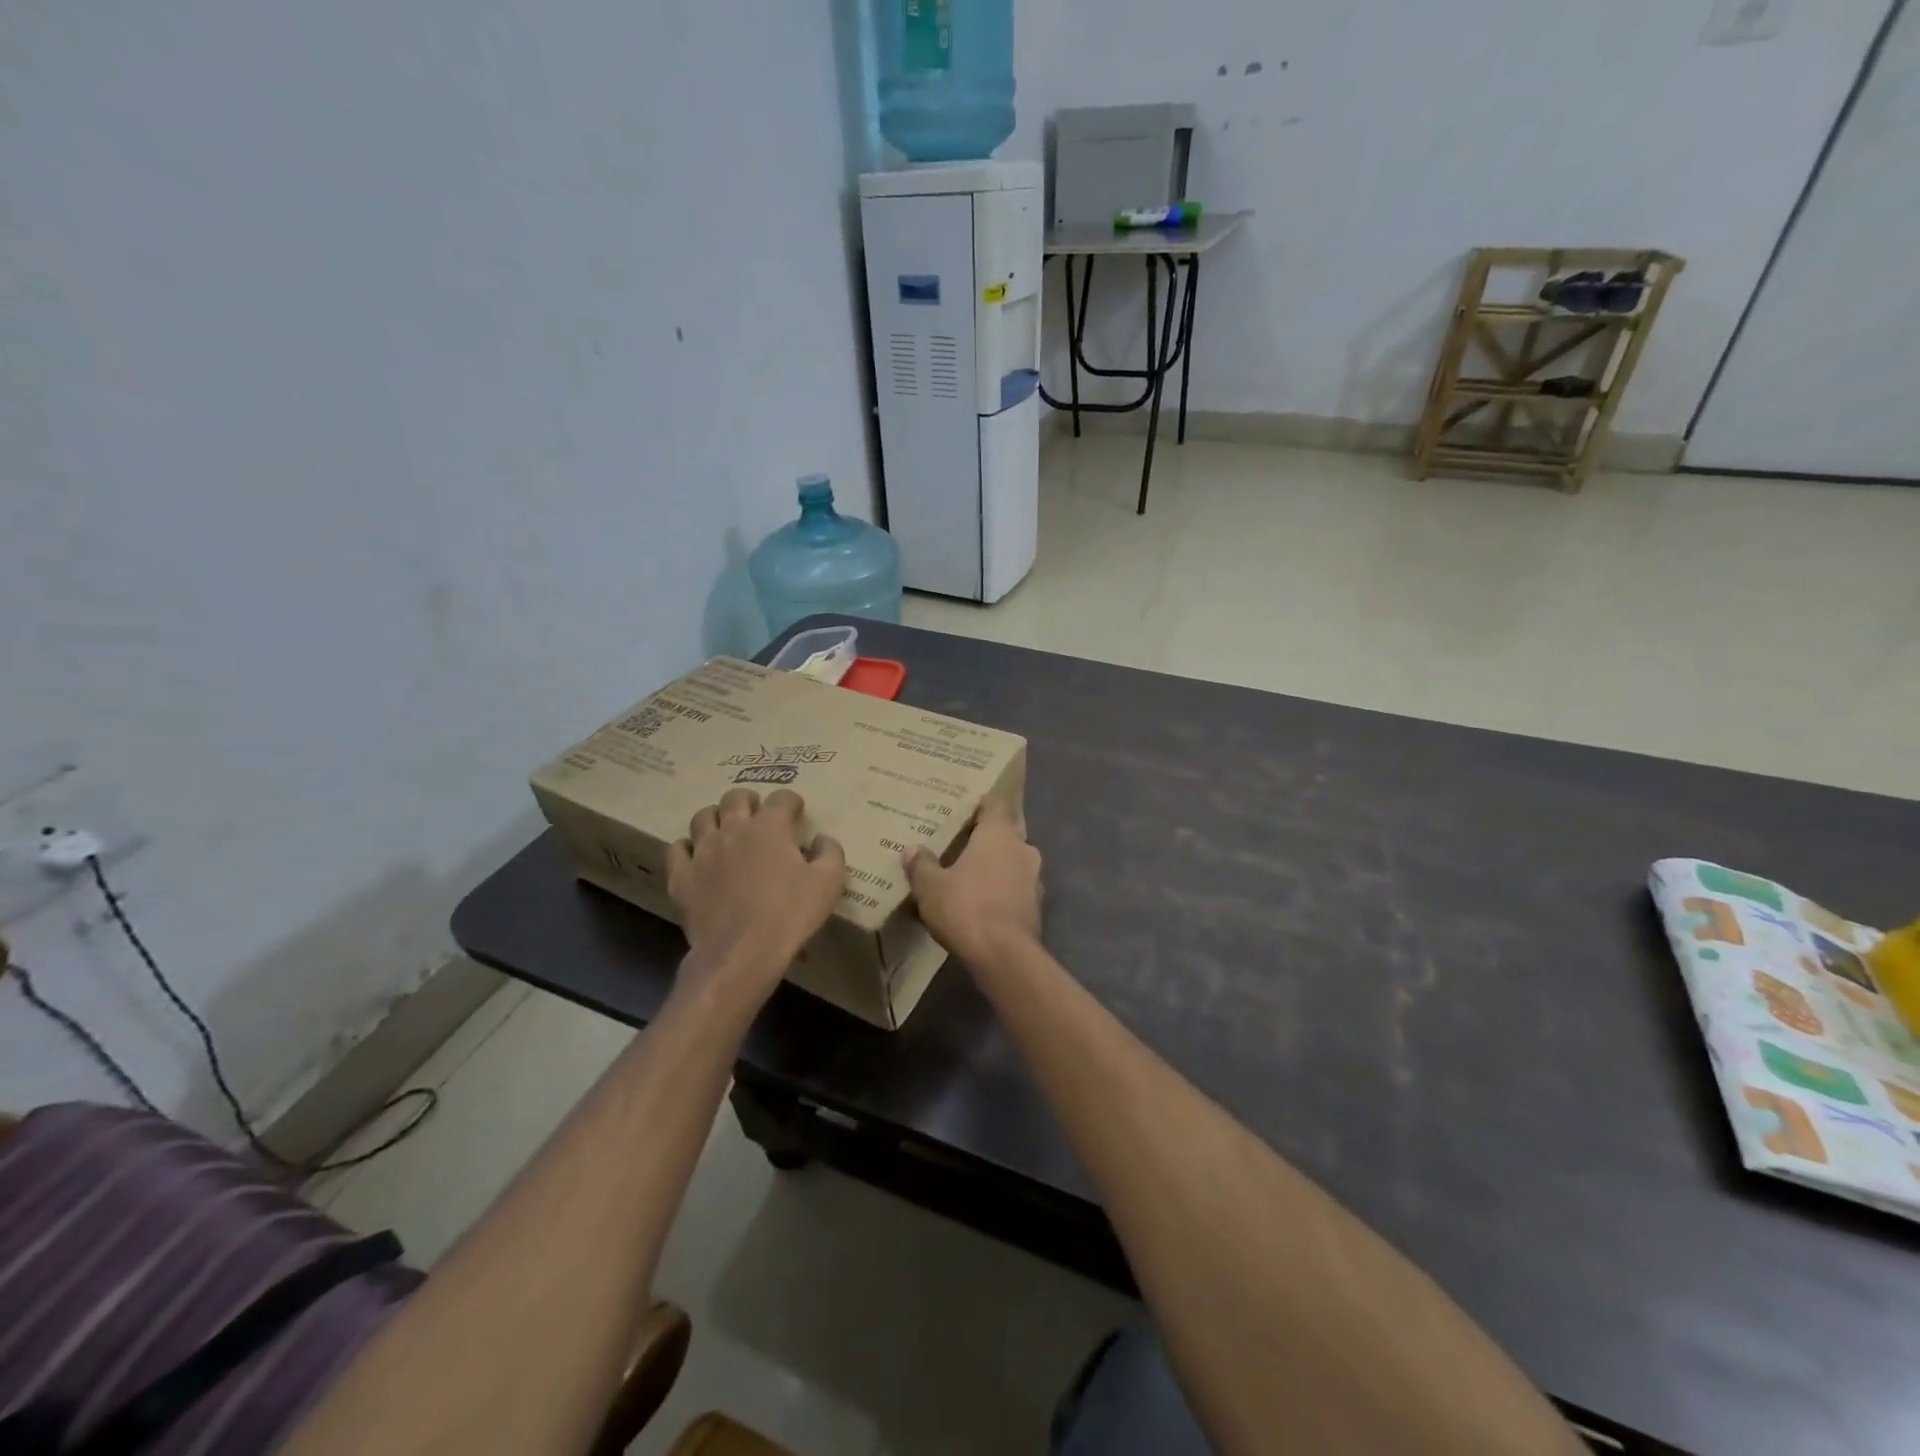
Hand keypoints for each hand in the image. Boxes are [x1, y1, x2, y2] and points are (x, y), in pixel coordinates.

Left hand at [667, 788, 845, 1004]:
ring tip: (726, 830)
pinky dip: (687, 847)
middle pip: (735, 797)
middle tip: (758, 815)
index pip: (782, 797)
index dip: (792, 802)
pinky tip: (696, 856)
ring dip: (717, 817)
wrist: (743, 952)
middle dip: (749, 800)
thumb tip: (822, 839)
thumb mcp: (829, 882)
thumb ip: (830, 852)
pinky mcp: (681, 876)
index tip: (797, 813)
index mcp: (770, 826)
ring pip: (703, 817)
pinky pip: (677, 849)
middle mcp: (733, 829)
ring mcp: (703, 851)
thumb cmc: (790, 914)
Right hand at [902, 798, 1041, 964]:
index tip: (965, 805)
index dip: (981, 803)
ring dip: (995, 866)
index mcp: (999, 834)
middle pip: (1005, 834)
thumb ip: (922, 865)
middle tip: (960, 841)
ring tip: (969, 873)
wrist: (1004, 957)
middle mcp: (1023, 849)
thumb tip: (912, 849)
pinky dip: (1001, 890)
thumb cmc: (966, 908)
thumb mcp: (931, 887)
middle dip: (985, 838)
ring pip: (1012, 862)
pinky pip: (1016, 888)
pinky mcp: (1036, 907)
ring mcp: (1034, 879)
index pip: (995, 804)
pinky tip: (983, 902)